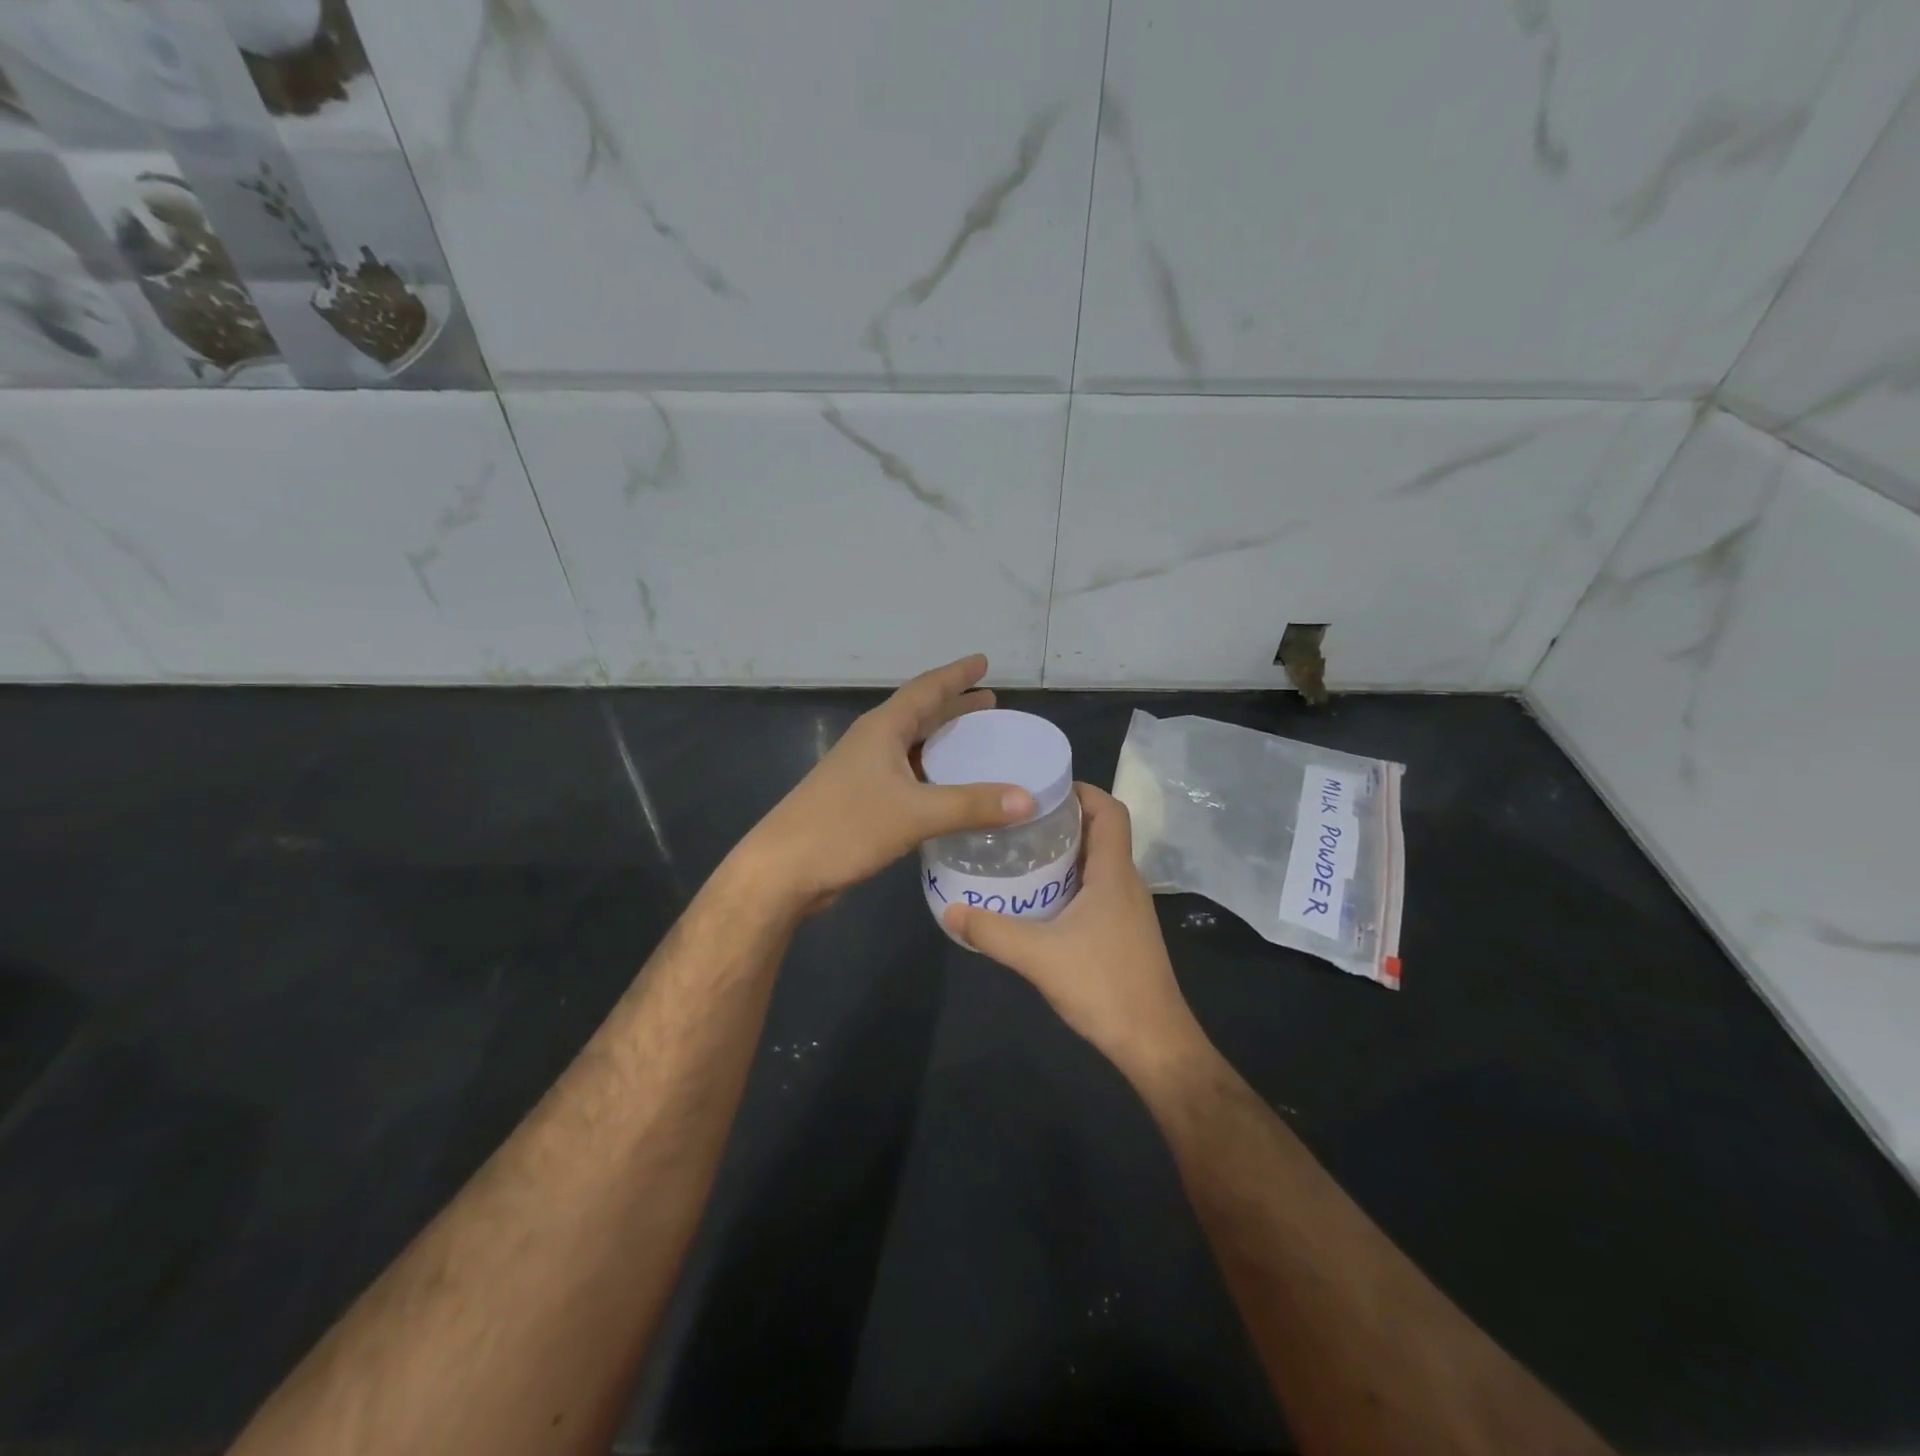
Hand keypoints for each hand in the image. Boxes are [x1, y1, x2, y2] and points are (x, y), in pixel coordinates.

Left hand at [737, 655, 1035, 915]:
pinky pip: (905, 776)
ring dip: (942, 742)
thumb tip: (1029, 798)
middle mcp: (872, 743)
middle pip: (919, 715)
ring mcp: (862, 772)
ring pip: (911, 747)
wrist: (783, 870)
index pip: (926, 690)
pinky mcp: (859, 801)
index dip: (956, 675)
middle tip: (990, 704)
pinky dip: (930, 774)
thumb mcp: (915, 813)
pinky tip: (947, 790)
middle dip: (954, 707)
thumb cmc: (845, 827)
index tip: (983, 662)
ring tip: (976, 743)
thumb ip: (972, 805)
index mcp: (882, 729)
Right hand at [944, 784, 1208, 1081]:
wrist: (1152, 1042)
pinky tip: (1039, 900)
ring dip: (1065, 853)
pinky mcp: (1123, 933)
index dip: (1082, 790)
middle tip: (1018, 819)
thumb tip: (950, 910)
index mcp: (1114, 873)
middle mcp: (1126, 883)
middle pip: (1101, 833)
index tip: (1043, 787)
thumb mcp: (1039, 956)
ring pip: (1098, 863)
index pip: (1111, 810)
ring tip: (1021, 852)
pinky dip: (1070, 882)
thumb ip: (992, 931)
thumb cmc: (1104, 986)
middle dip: (1063, 819)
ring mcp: (1127, 910)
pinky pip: (1096, 890)